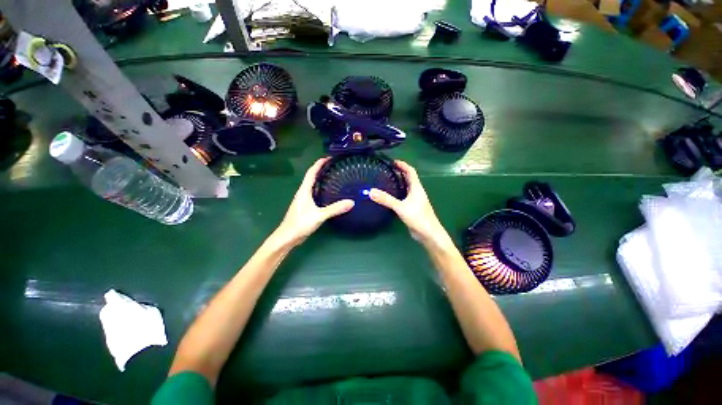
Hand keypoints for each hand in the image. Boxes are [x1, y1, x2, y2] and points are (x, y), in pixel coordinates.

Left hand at [273, 158, 354, 246]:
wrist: (287, 237)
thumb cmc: (300, 224)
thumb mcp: (319, 215)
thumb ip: (334, 209)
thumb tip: (351, 202)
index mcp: (304, 191)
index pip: (311, 172)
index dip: (319, 163)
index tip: (328, 157)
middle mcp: (303, 193)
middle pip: (312, 177)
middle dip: (321, 169)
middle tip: (334, 166)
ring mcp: (303, 200)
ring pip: (313, 185)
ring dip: (321, 179)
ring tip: (333, 177)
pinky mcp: (305, 207)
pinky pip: (314, 194)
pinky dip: (321, 189)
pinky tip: (329, 194)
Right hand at [369, 160, 450, 247]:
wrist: (428, 234)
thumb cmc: (418, 217)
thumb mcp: (401, 207)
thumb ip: (386, 199)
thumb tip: (371, 191)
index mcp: (416, 188)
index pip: (410, 171)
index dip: (403, 165)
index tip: (393, 161)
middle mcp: (416, 192)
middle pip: (408, 178)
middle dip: (399, 172)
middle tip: (387, 170)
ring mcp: (415, 200)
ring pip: (406, 188)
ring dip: (398, 182)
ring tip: (386, 180)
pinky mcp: (412, 208)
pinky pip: (404, 196)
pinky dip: (397, 193)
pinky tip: (390, 196)